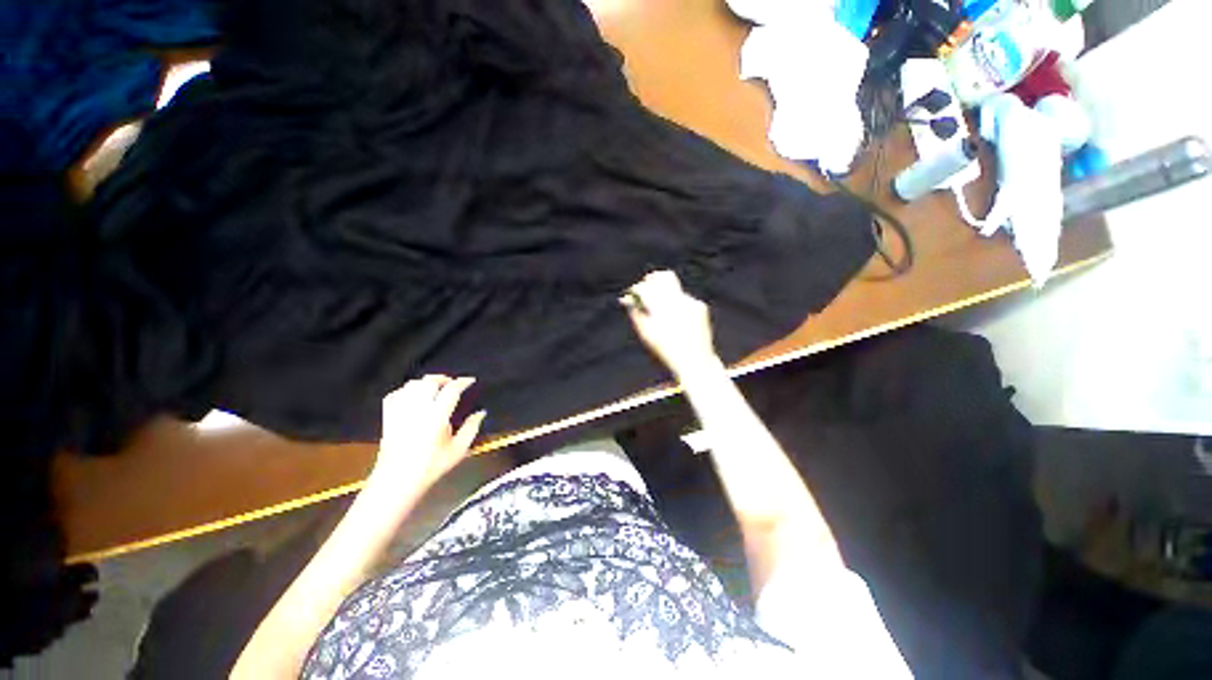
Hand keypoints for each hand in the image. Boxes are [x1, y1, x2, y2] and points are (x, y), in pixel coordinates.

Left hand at [367, 376, 485, 501]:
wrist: (398, 480)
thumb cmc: (432, 466)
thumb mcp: (459, 449)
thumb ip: (471, 428)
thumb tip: (481, 412)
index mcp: (437, 415)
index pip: (451, 389)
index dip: (462, 382)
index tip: (470, 380)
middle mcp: (418, 408)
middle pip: (430, 381)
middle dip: (443, 378)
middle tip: (452, 383)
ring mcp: (400, 411)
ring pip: (412, 384)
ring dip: (426, 382)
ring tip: (435, 388)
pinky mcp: (388, 416)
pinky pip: (396, 394)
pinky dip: (407, 390)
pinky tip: (414, 396)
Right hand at [622, 270, 720, 378]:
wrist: (694, 359)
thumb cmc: (666, 350)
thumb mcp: (646, 333)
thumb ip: (635, 314)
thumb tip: (628, 300)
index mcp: (661, 309)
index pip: (646, 288)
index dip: (638, 288)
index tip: (634, 292)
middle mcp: (678, 301)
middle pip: (663, 277)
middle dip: (652, 279)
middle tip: (646, 286)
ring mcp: (691, 302)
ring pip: (674, 288)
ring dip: (665, 295)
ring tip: (663, 314)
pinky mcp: (700, 306)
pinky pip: (684, 298)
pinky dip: (677, 304)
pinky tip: (677, 319)